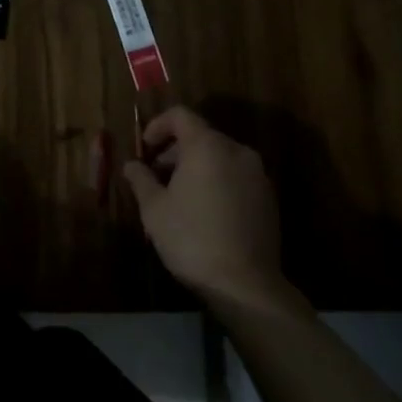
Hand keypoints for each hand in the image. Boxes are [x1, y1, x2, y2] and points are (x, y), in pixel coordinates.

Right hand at [125, 107, 284, 306]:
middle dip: (176, 150)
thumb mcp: (155, 209)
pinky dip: (218, 181)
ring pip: (220, 156)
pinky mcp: (269, 198)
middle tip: (157, 175)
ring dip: (197, 166)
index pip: (180, 115)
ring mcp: (257, 174)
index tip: (145, 148)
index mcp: (207, 145)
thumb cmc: (192, 239)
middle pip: (201, 135)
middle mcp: (236, 151)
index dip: (158, 125)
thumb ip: (141, 180)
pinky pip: (237, 176)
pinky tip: (206, 210)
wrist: (246, 286)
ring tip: (179, 195)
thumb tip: (131, 165)